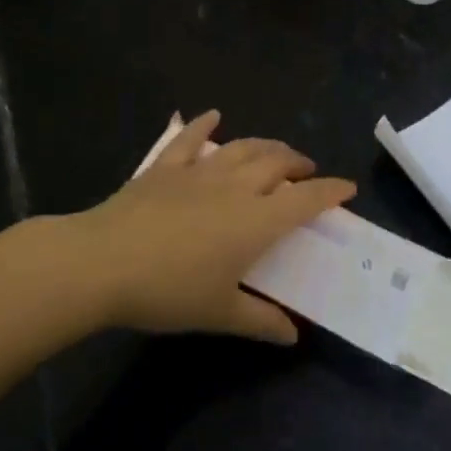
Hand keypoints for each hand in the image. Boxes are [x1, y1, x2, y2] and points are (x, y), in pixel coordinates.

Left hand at [63, 111, 355, 343]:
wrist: (102, 263)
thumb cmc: (168, 291)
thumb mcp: (219, 313)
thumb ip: (260, 321)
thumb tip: (292, 335)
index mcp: (255, 221)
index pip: (304, 200)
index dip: (329, 192)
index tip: (347, 188)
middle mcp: (234, 187)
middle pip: (276, 163)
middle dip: (298, 164)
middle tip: (306, 171)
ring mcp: (198, 172)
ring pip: (242, 147)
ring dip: (265, 145)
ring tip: (275, 151)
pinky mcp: (165, 167)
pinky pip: (189, 139)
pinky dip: (204, 124)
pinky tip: (212, 115)